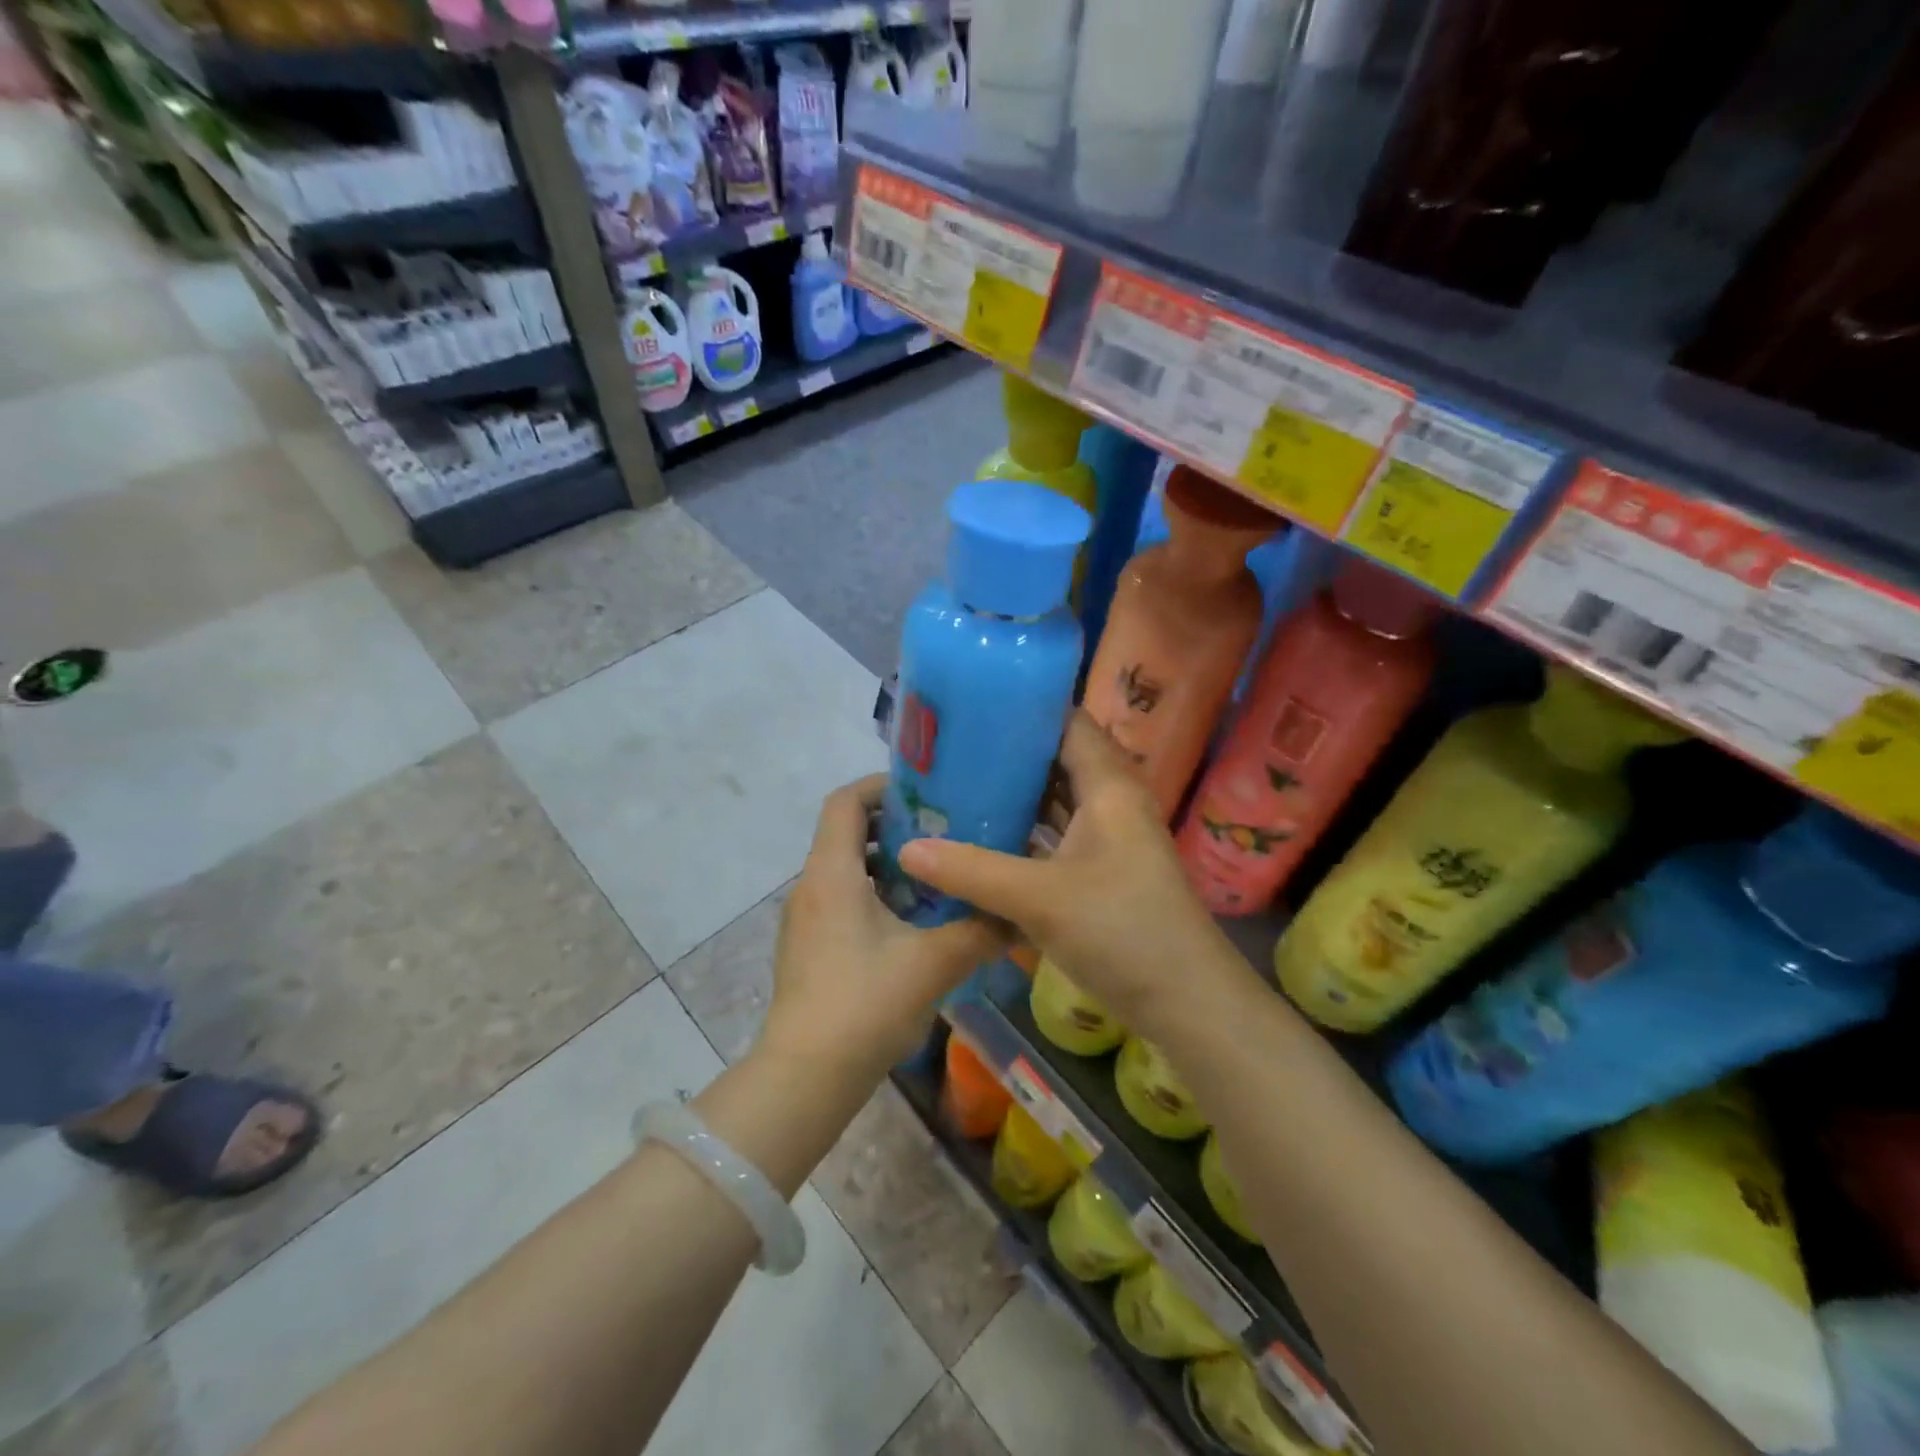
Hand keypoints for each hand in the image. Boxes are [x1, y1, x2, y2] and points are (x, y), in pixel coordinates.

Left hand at [760, 776, 1008, 1078]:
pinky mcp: (807, 949)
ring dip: (886, 864)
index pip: (845, 801)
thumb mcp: (934, 963)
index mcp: (831, 873)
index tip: (925, 793)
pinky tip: (912, 925)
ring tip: (935, 877)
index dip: (882, 786)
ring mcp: (804, 920)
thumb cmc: (865, 1004)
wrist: (806, 1076)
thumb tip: (1018, 915)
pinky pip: (840, 900)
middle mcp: (810, 886)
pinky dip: (874, 896)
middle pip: (845, 832)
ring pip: (844, 869)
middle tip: (943, 834)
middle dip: (893, 826)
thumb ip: (980, 932)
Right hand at [898, 713, 1230, 1027]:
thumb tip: (906, 849)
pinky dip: (1026, 833)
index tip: (970, 706)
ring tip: (958, 786)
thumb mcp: (1039, 899)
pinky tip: (986, 839)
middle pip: (1057, 760)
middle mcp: (1112, 802)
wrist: (1188, 1004)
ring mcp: (1110, 838)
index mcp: (1109, 786)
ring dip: (1016, 795)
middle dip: (1008, 753)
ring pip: (1057, 801)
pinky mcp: (1104, 872)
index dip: (1023, 709)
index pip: (1067, 722)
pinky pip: (1058, 836)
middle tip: (950, 750)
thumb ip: (971, 872)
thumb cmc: (1123, 932)